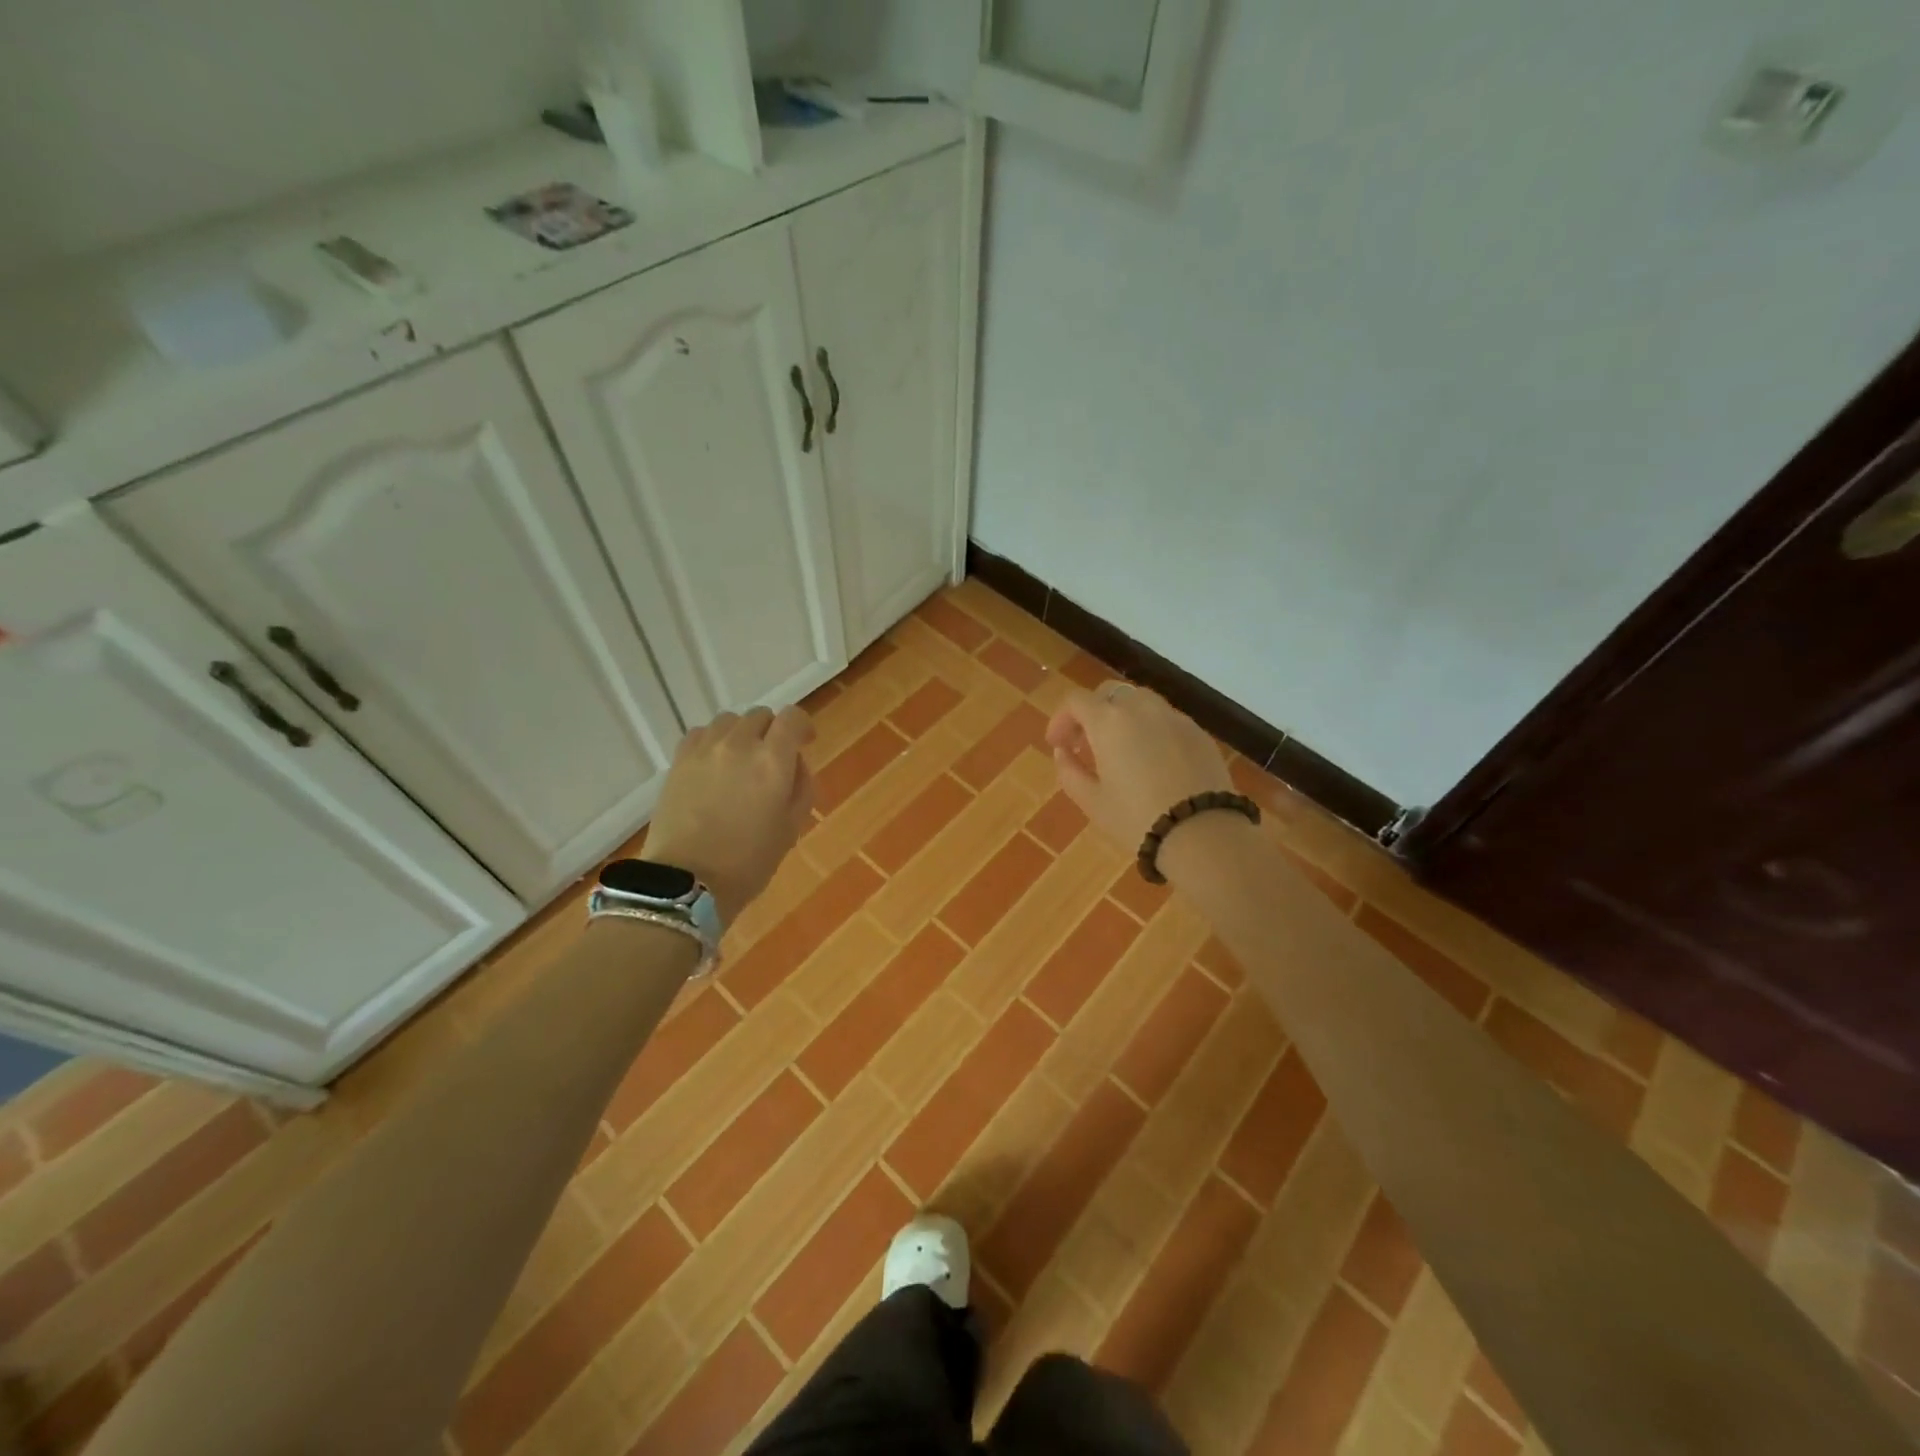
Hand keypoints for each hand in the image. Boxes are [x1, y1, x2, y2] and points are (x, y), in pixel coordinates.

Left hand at [645, 707, 815, 924]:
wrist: (687, 882)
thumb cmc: (749, 862)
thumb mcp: (791, 827)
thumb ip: (802, 786)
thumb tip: (795, 763)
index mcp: (772, 761)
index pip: (792, 718)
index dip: (803, 726)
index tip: (806, 743)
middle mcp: (739, 744)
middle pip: (761, 715)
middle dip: (773, 731)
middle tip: (773, 760)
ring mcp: (704, 749)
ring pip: (730, 721)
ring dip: (742, 734)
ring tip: (741, 761)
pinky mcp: (679, 761)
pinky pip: (701, 733)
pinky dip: (714, 741)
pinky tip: (714, 765)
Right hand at [1046, 682, 1233, 852]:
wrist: (1203, 834)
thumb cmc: (1137, 819)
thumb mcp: (1091, 801)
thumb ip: (1069, 771)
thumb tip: (1062, 752)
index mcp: (1109, 721)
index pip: (1076, 701)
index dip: (1061, 719)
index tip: (1058, 745)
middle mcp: (1142, 708)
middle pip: (1110, 693)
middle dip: (1092, 712)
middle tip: (1086, 744)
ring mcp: (1175, 718)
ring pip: (1141, 702)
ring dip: (1123, 718)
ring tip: (1121, 751)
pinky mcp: (1199, 733)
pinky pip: (1167, 720)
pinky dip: (1152, 730)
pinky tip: (1153, 762)